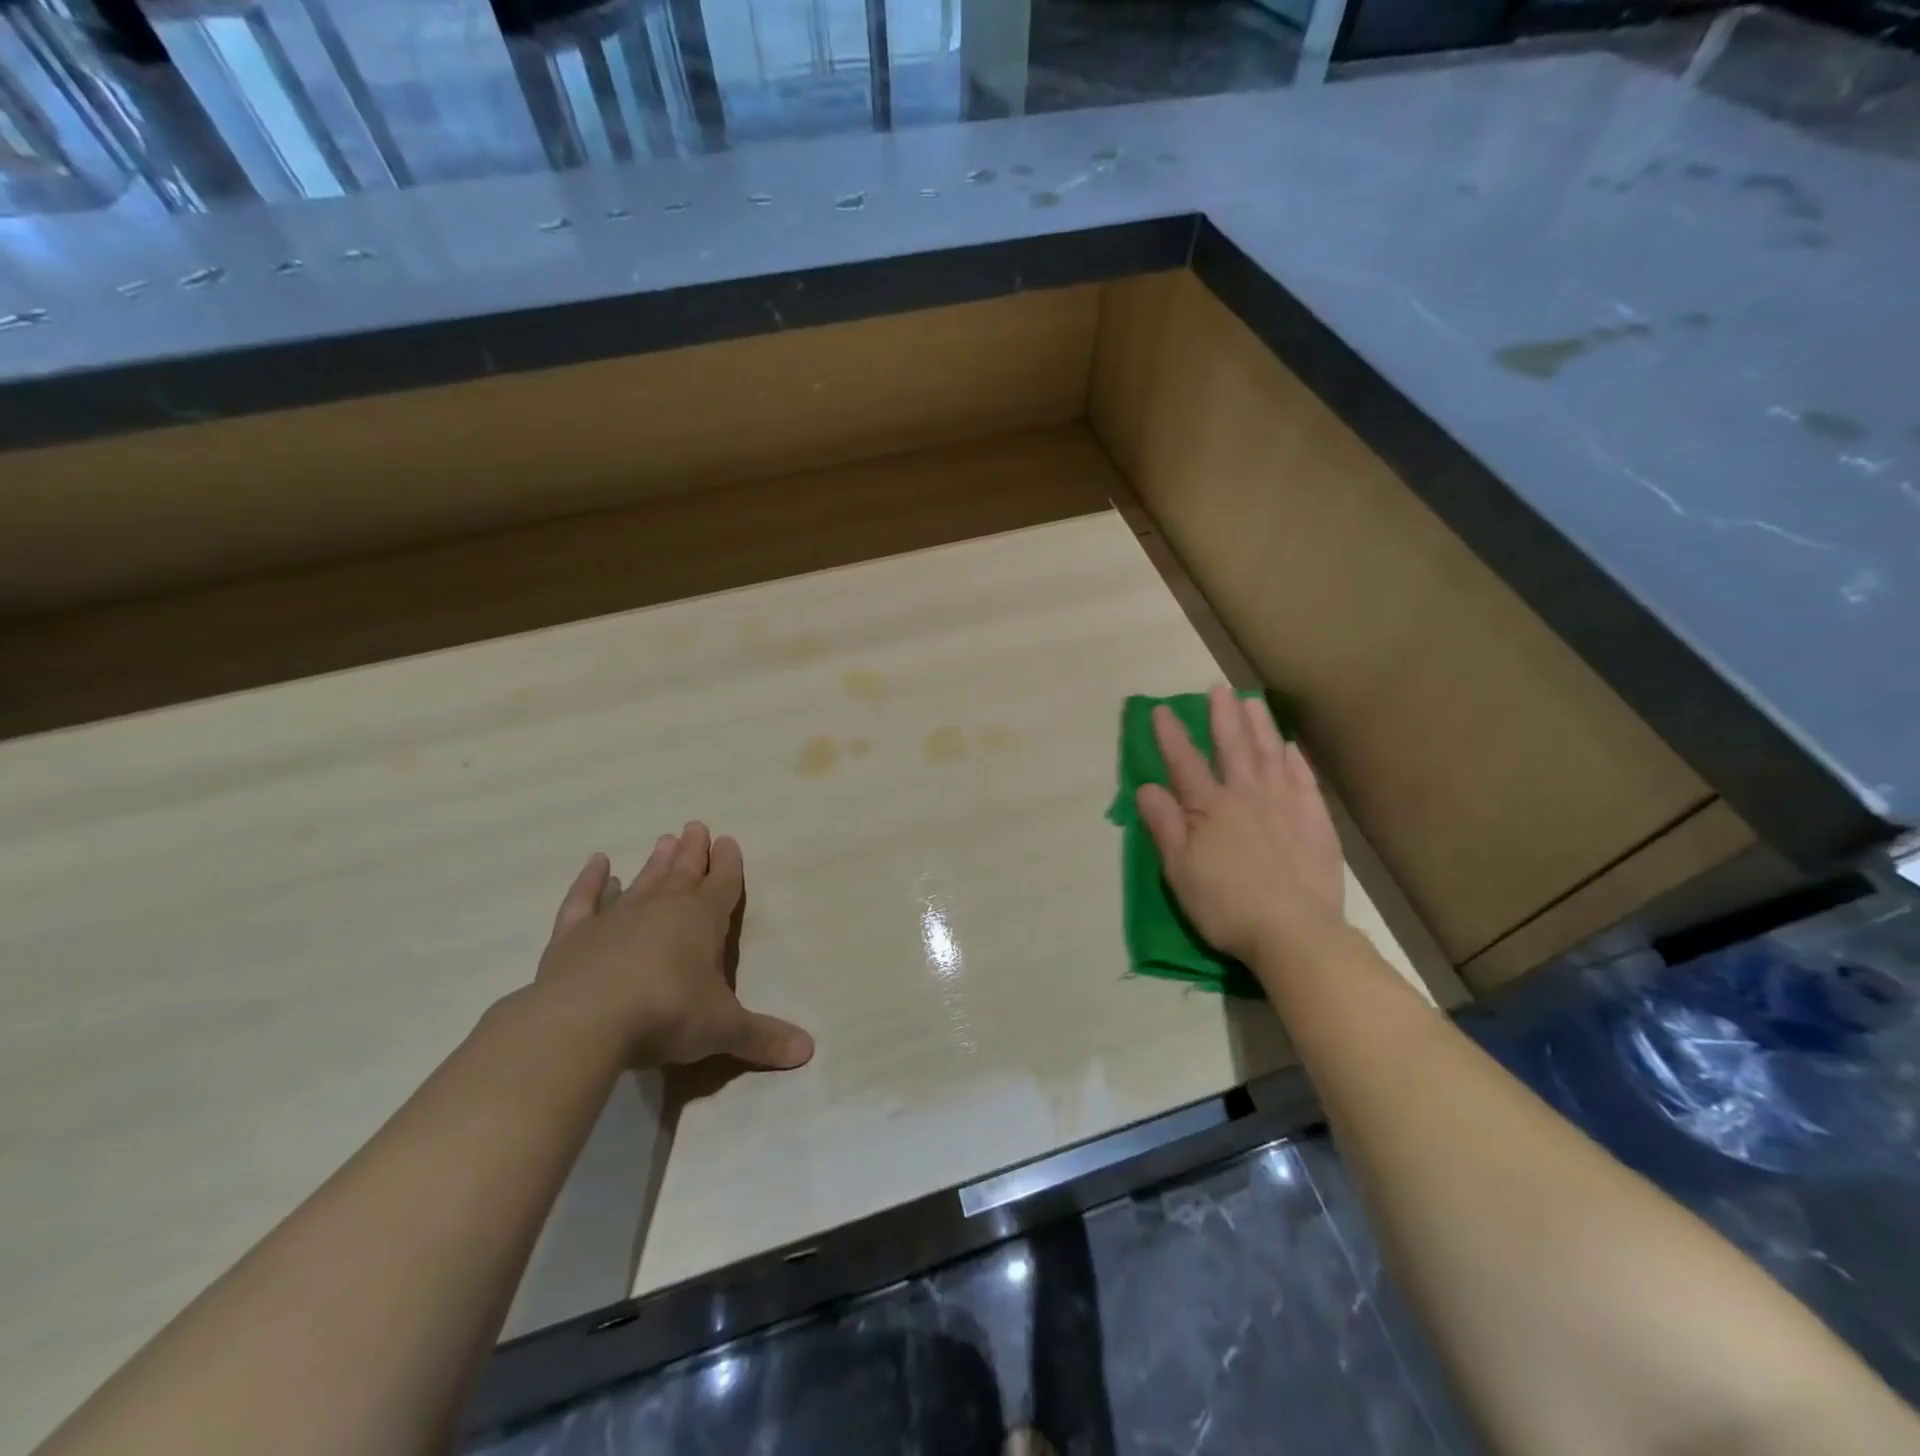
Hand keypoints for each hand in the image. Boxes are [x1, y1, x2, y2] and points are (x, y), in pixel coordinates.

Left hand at [532, 823, 814, 1070]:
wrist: (586, 1021)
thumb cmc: (668, 1014)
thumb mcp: (724, 1029)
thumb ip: (763, 1036)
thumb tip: (808, 1051)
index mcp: (703, 920)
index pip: (722, 884)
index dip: (728, 864)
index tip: (728, 841)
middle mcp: (662, 908)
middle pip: (683, 872)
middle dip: (693, 851)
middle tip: (695, 826)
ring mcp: (616, 918)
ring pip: (642, 881)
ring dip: (655, 862)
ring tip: (664, 839)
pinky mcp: (575, 935)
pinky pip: (585, 899)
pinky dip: (591, 881)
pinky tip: (598, 863)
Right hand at [1136, 683, 1348, 966]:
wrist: (1295, 933)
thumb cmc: (1227, 906)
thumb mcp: (1180, 871)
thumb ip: (1164, 826)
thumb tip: (1146, 787)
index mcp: (1210, 808)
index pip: (1184, 763)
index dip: (1171, 735)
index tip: (1162, 709)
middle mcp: (1247, 796)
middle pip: (1232, 747)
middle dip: (1222, 716)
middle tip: (1218, 688)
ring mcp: (1285, 805)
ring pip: (1270, 755)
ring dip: (1260, 726)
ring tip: (1253, 701)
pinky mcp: (1315, 821)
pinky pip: (1303, 780)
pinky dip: (1295, 760)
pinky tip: (1290, 747)